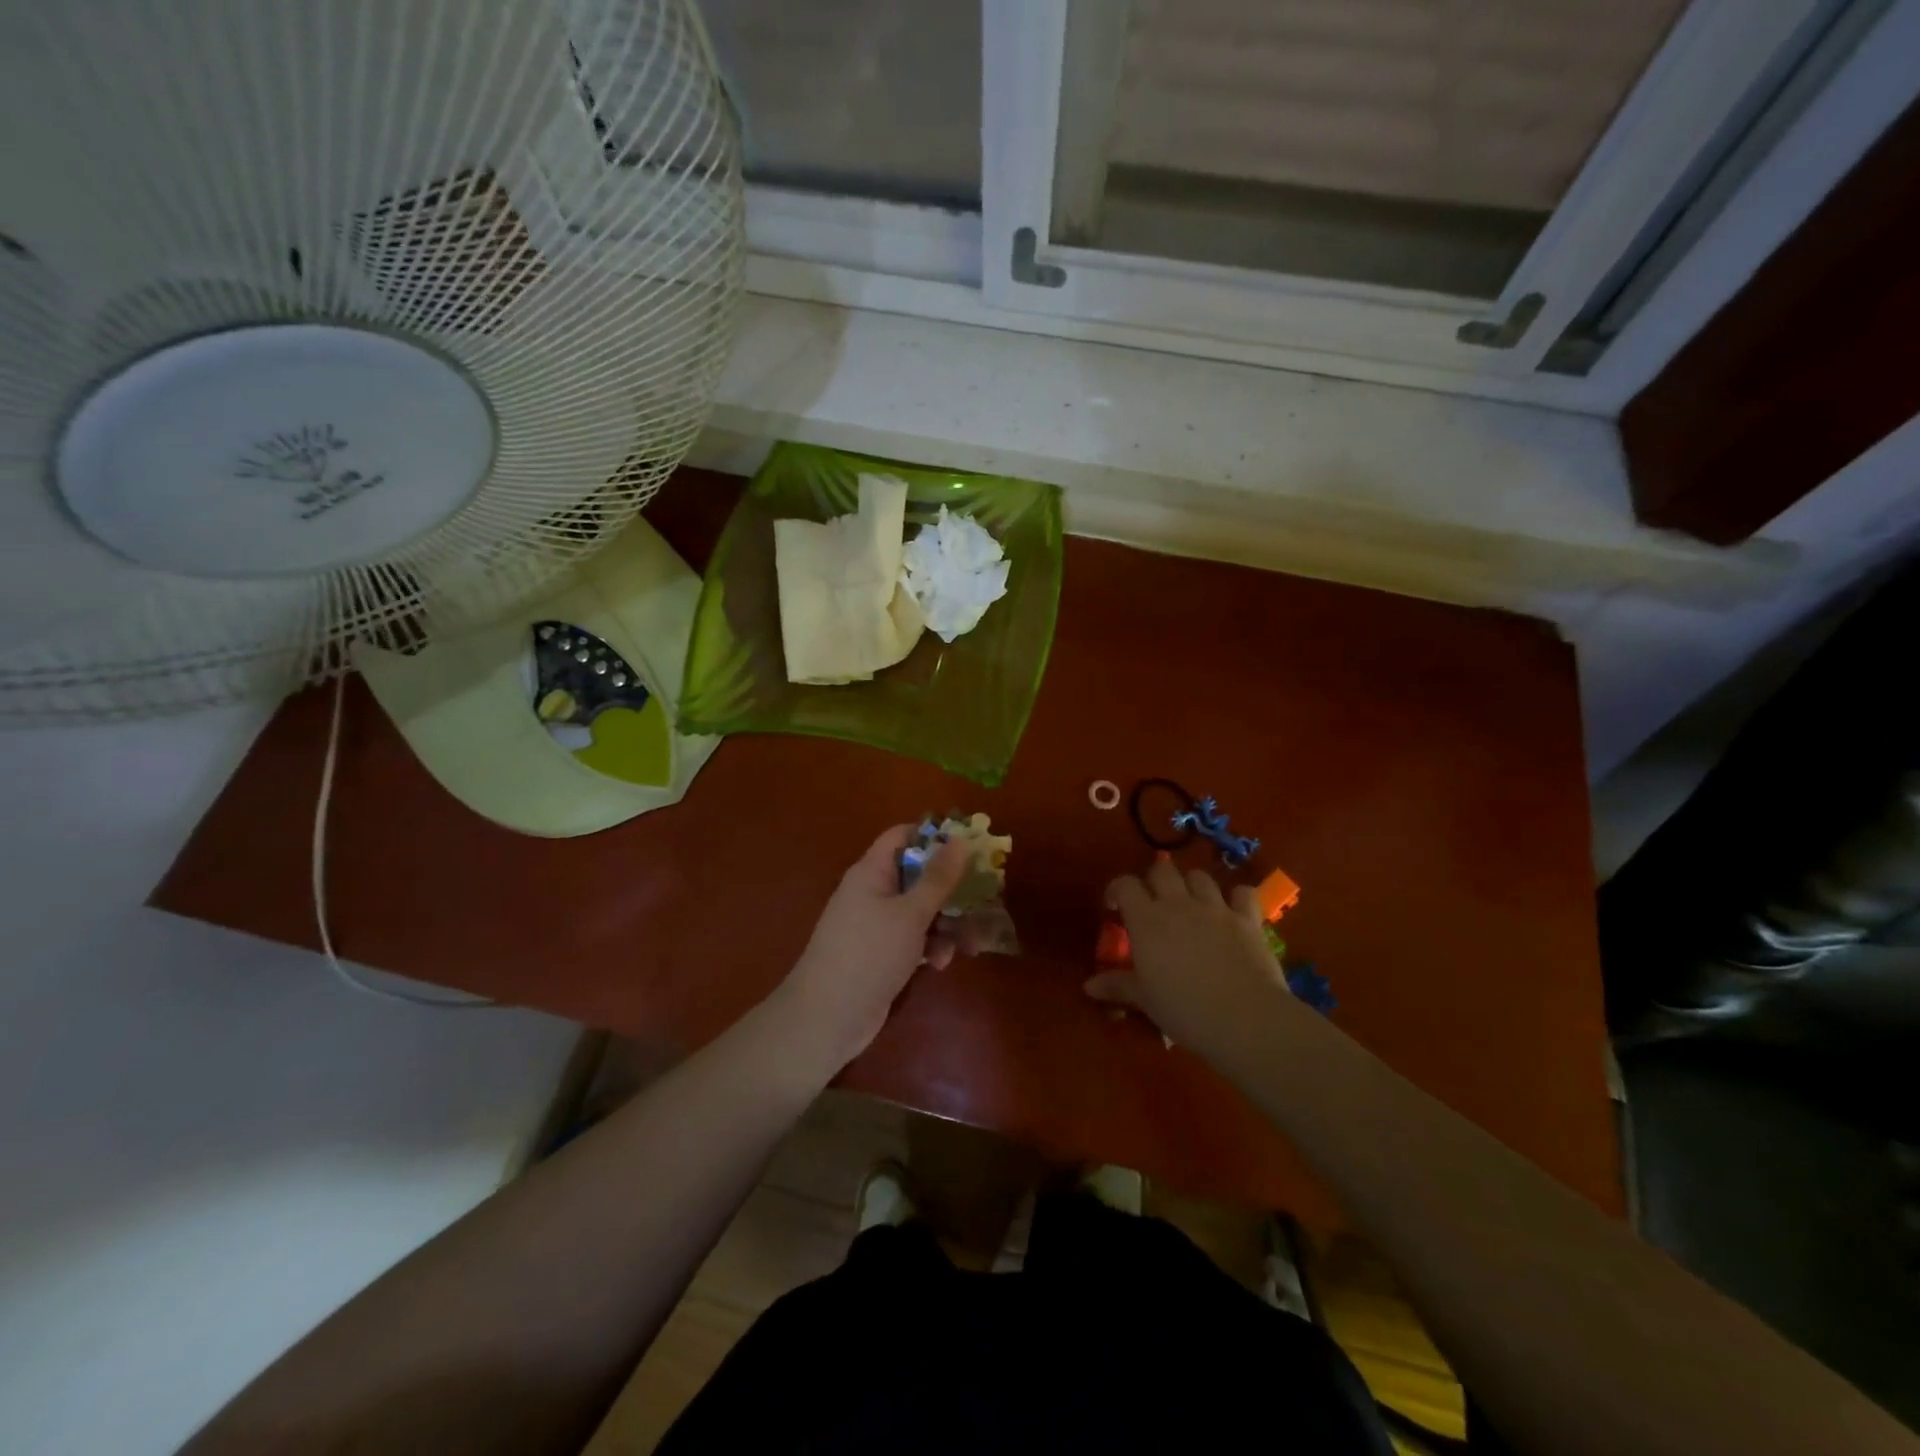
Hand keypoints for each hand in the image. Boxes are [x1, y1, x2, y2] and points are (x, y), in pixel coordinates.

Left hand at [778, 824, 969, 1072]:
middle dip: (950, 889)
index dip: (934, 837)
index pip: (902, 836)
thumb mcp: (911, 913)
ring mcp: (875, 925)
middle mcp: (872, 892)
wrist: (828, 1017)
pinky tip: (940, 964)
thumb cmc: (870, 953)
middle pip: (917, 876)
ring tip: (968, 945)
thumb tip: (959, 839)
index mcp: (872, 872)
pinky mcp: (881, 954)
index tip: (968, 847)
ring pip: (919, 911)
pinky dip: (929, 947)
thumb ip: (938, 878)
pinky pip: (912, 938)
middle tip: (982, 898)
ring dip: (945, 924)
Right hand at [1085, 859, 1290, 1057]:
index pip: (1125, 884)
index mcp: (1147, 919)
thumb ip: (1117, 986)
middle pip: (1162, 870)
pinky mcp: (1247, 919)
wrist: (1244, 1018)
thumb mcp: (1144, 1000)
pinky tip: (1232, 911)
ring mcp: (1216, 908)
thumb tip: (1088, 987)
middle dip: (1154, 882)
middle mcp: (1179, 904)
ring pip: (1199, 876)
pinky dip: (1235, 897)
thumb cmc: (1184, 1009)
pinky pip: (1242, 893)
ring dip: (1191, 885)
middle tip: (1153, 905)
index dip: (1117, 889)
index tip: (1114, 907)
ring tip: (1190, 905)